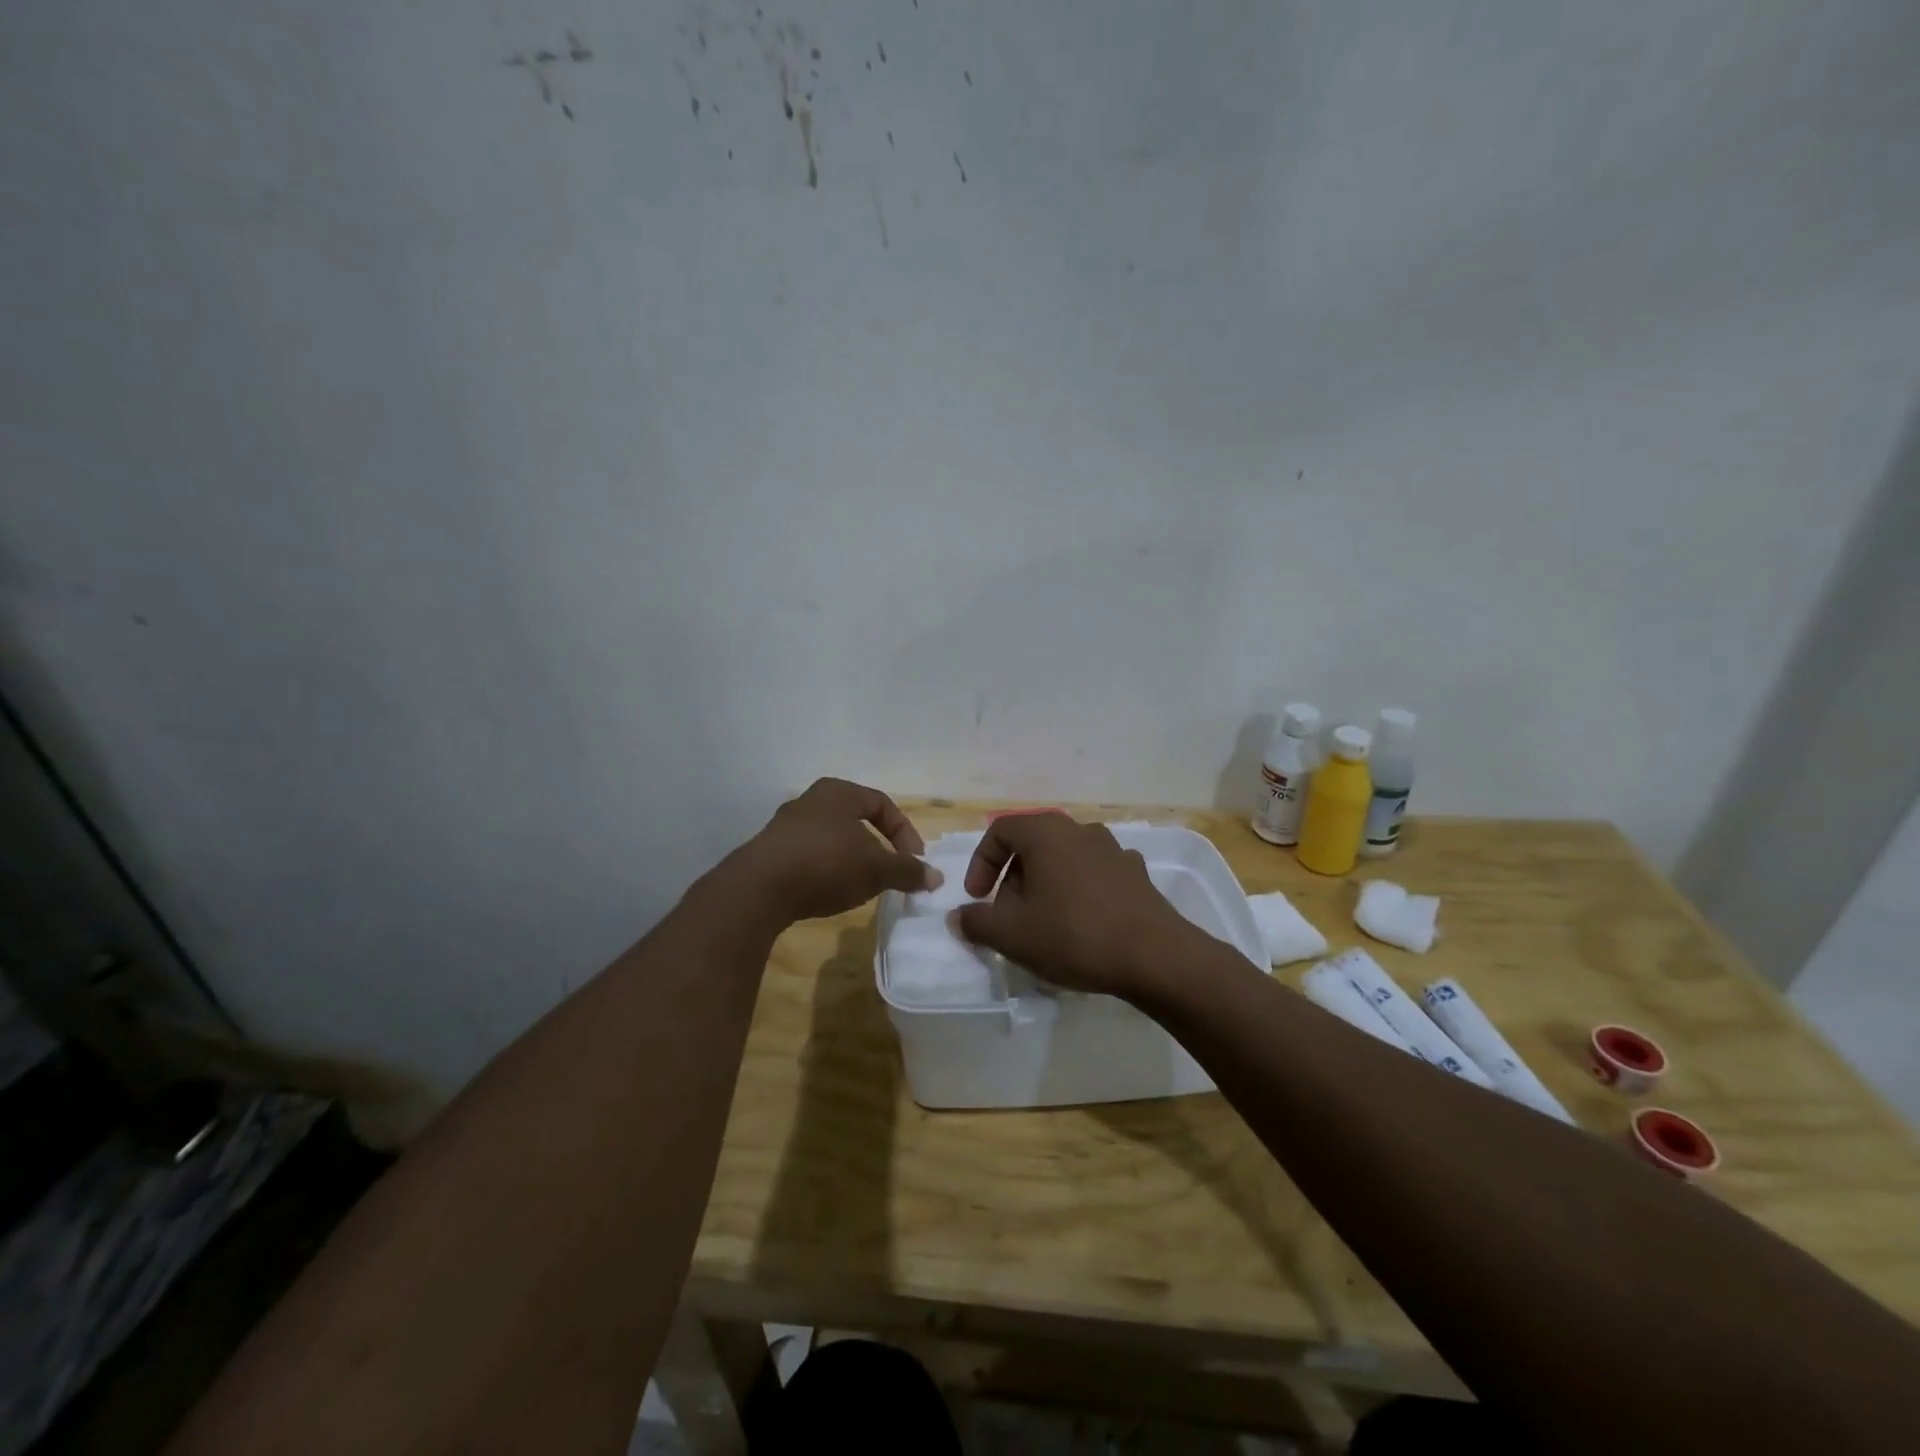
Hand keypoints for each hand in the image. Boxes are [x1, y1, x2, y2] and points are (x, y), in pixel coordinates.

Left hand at [736, 778, 938, 923]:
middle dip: (879, 847)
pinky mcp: (770, 853)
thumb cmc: (827, 863)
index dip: (905, 833)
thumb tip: (935, 876)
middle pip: (857, 820)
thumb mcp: (877, 869)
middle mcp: (811, 801)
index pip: (883, 804)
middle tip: (891, 873)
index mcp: (839, 792)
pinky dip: (827, 871)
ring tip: (864, 887)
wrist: (759, 888)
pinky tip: (831, 893)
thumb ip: (907, 870)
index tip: (914, 862)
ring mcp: (786, 827)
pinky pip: (810, 857)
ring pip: (833, 839)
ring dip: (853, 861)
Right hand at [951, 813, 1199, 997]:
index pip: (1000, 830)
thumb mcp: (1012, 935)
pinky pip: (1094, 874)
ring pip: (1064, 859)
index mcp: (1046, 832)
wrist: (1155, 956)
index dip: (981, 863)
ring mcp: (1113, 849)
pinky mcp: (1136, 873)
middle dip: (1013, 878)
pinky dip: (1078, 891)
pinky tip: (1082, 923)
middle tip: (1009, 915)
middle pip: (1033, 844)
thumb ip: (977, 922)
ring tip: (1044, 922)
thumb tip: (958, 917)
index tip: (979, 899)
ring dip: (1046, 884)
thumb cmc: (1074, 935)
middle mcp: (1079, 830)